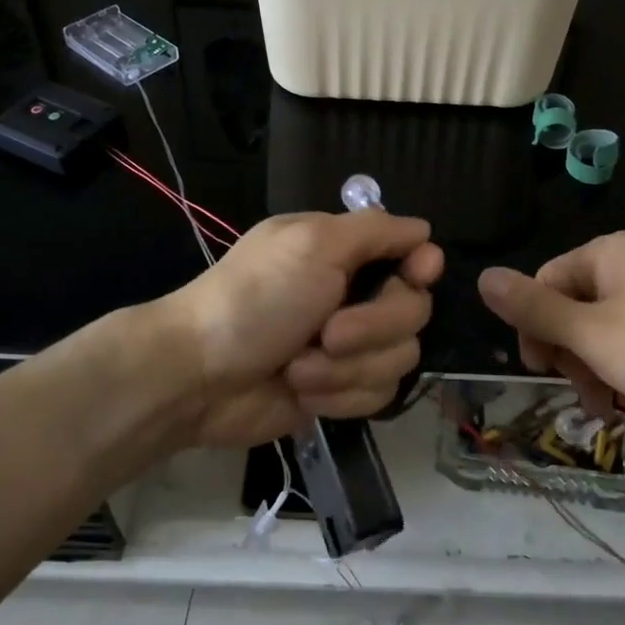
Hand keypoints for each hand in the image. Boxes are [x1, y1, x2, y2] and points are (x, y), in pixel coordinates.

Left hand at [164, 211, 443, 447]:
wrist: (200, 377)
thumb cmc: (256, 299)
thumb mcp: (313, 244)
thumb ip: (375, 230)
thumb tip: (424, 232)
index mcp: (346, 252)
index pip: (414, 253)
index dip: (421, 268)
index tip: (415, 276)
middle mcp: (354, 295)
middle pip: (414, 311)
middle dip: (371, 328)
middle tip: (326, 332)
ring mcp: (350, 347)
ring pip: (399, 358)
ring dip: (346, 368)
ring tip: (298, 367)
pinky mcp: (342, 389)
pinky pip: (377, 395)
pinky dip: (338, 394)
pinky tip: (301, 390)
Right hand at [477, 230, 624, 422]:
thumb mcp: (593, 335)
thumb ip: (534, 309)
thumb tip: (481, 276)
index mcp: (606, 253)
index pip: (544, 283)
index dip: (535, 329)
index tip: (543, 374)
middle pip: (575, 303)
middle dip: (570, 352)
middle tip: (585, 397)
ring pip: (607, 323)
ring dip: (598, 364)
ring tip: (611, 407)